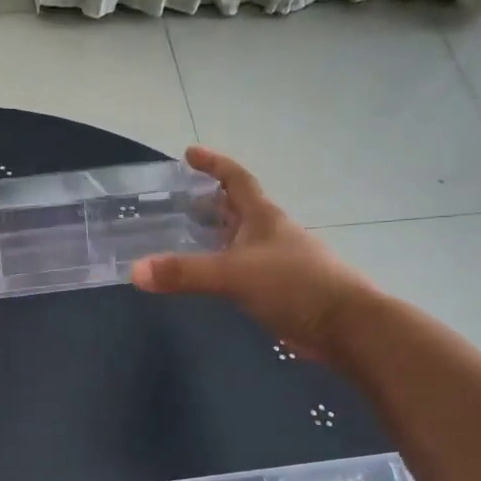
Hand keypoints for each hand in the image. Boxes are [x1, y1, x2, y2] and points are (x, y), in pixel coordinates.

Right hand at [131, 147, 380, 363]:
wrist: (346, 326)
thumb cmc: (294, 286)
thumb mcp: (233, 275)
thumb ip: (184, 272)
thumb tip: (135, 271)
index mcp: (263, 218)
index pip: (236, 179)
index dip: (213, 164)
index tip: (189, 153)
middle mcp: (271, 233)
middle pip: (237, 207)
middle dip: (209, 200)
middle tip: (178, 200)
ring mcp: (277, 261)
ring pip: (240, 238)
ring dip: (216, 233)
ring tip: (185, 236)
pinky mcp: (280, 288)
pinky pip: (244, 266)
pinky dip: (223, 264)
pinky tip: (210, 276)